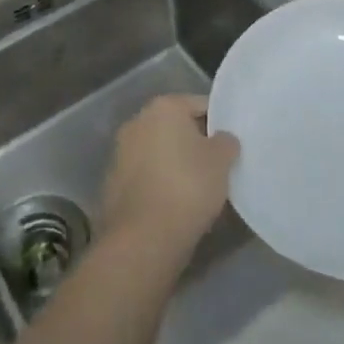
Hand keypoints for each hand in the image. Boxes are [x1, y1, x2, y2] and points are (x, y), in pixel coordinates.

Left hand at [100, 95, 238, 254]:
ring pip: (158, 151)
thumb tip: (221, 139)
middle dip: (194, 142)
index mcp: (163, 107)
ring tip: (197, 188)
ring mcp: (120, 152)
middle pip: (175, 126)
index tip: (230, 144)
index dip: (219, 122)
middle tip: (217, 165)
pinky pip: (145, 175)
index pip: (199, 104)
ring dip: (175, 163)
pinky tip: (175, 204)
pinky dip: (159, 183)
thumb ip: (226, 142)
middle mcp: (137, 121)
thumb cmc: (188, 187)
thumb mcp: (222, 160)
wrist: (143, 238)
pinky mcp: (112, 182)